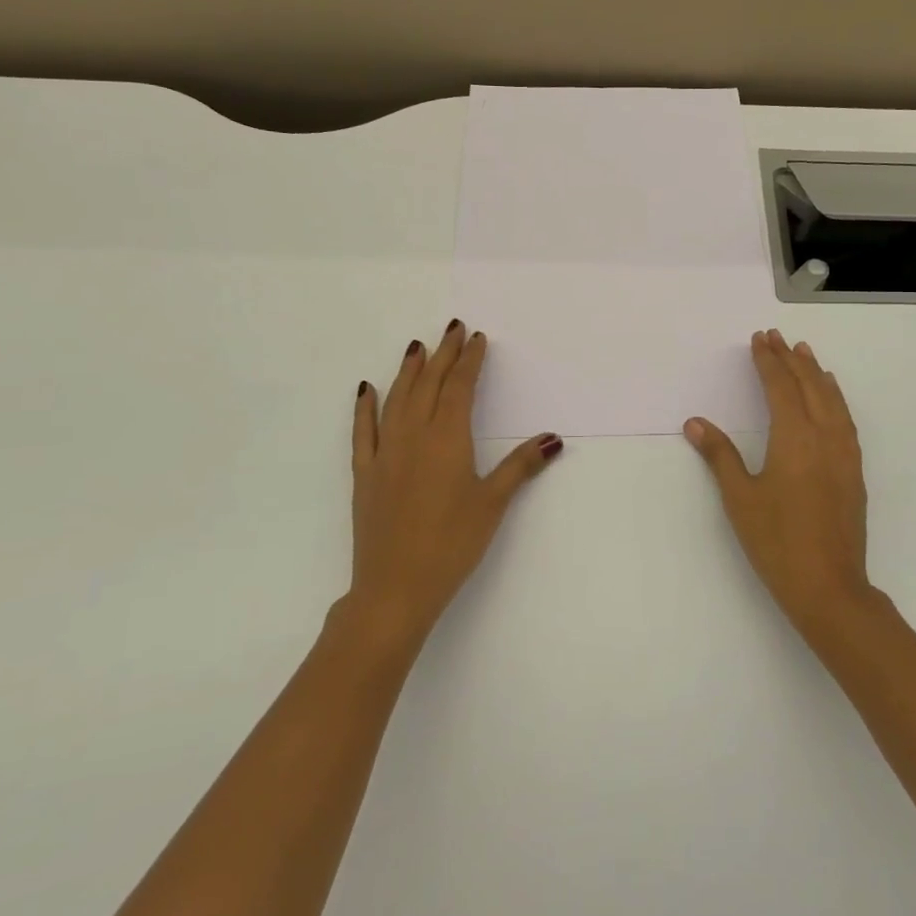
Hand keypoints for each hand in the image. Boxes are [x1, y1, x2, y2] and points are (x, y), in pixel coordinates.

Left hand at [344, 320, 562, 645]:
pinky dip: (365, 407)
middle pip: (429, 385)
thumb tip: (553, 438)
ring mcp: (384, 453)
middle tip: (453, 328)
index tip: (477, 339)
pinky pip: (363, 431)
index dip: (470, 361)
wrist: (395, 587)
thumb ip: (520, 466)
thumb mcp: (493, 504)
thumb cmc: (452, 544)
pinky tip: (366, 389)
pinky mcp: (365, 473)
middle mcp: (413, 436)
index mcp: (447, 439)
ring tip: (417, 347)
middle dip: (443, 355)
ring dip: (408, 371)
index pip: (460, 388)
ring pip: (396, 400)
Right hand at [684, 330, 872, 637]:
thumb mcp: (740, 498)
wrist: (829, 587)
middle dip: (791, 359)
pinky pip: (845, 419)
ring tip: (805, 353)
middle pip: (809, 386)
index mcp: (794, 438)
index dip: (768, 361)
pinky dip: (835, 398)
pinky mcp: (854, 471)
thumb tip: (696, 422)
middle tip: (777, 337)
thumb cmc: (777, 542)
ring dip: (816, 374)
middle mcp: (824, 436)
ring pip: (832, 400)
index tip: (759, 339)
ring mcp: (844, 454)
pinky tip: (831, 399)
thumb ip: (720, 455)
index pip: (780, 387)